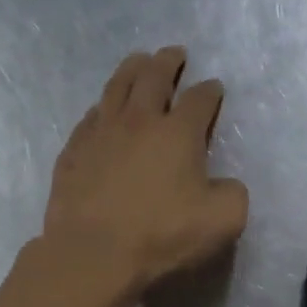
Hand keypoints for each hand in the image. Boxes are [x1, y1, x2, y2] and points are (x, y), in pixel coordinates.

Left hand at [41, 47, 248, 300]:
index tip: (215, 87)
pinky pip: (89, 119)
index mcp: (179, 133)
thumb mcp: (223, 220)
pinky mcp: (73, 153)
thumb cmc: (163, 234)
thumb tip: (226, 184)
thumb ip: (233, 195)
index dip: (210, 91)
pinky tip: (102, 111)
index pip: (199, 100)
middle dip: (168, 62)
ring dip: (131, 69)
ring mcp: (101, 133)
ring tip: (139, 61)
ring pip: (116, 88)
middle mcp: (139, 121)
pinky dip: (102, 108)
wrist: (94, 253)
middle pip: (154, 78)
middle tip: (175, 53)